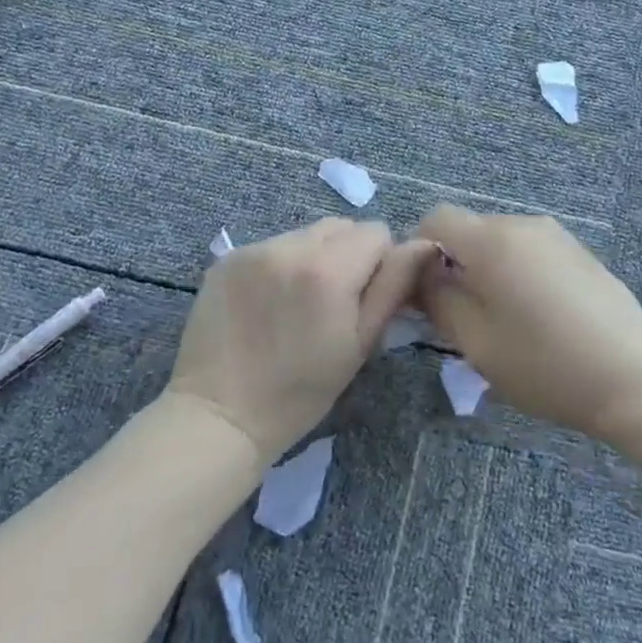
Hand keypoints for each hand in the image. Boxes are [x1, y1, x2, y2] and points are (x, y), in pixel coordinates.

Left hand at [167, 218, 432, 465]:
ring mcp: (254, 249)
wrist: (218, 416)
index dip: (380, 263)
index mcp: (328, 270)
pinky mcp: (227, 257)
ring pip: (306, 233)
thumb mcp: (360, 345)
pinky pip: (272, 245)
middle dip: (348, 255)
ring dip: (315, 257)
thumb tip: (424, 245)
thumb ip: (394, 288)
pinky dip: (281, 264)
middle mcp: (290, 247)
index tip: (365, 299)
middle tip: (334, 301)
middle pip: (341, 226)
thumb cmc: (299, 393)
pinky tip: (268, 303)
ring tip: (298, 302)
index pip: (376, 232)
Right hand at [414, 206, 641, 441]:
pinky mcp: (580, 251)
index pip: (437, 217)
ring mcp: (556, 235)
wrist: (632, 377)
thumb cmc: (544, 364)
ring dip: (489, 269)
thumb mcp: (476, 341)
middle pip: (470, 229)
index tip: (428, 292)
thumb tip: (421, 274)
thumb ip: (438, 299)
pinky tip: (541, 316)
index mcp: (492, 240)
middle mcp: (523, 224)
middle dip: (456, 263)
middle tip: (464, 315)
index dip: (420, 249)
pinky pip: (531, 250)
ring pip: (501, 240)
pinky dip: (519, 272)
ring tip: (506, 320)